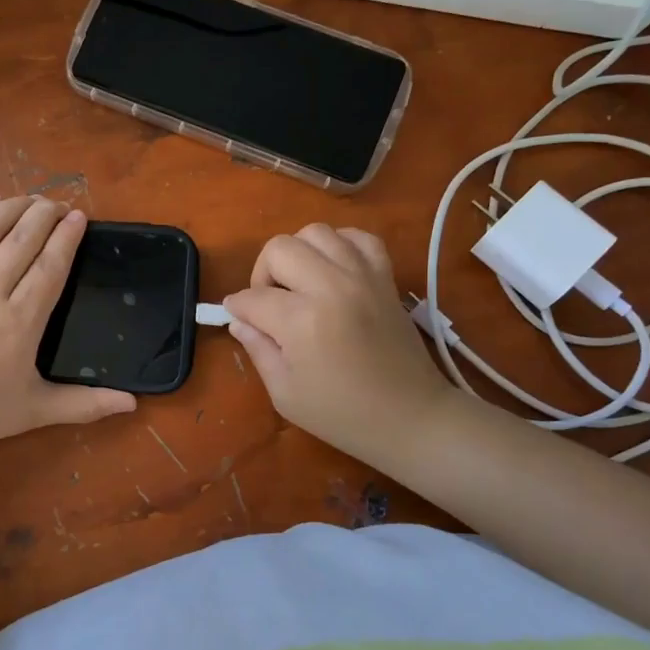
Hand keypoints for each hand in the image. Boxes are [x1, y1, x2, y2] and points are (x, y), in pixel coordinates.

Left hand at [0, 195, 136, 448]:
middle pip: (22, 238)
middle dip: (45, 214)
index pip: (50, 266)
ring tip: (32, 199)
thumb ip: (85, 404)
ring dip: (13, 207)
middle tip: (61, 203)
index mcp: (20, 322)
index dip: (66, 237)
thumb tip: (133, 404)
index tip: (79, 217)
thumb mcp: (36, 411)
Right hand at [222, 224, 451, 461]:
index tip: (237, 317)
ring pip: (316, 232)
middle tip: (269, 302)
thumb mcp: (285, 393)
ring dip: (298, 253)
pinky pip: (359, 237)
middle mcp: (331, 287)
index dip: (238, 308)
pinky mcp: (385, 276)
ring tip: (300, 283)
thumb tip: (239, 321)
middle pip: (279, 249)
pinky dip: (340, 245)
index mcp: (302, 321)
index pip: (253, 298)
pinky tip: (334, 269)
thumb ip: (258, 350)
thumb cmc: (342, 415)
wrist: (411, 417)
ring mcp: (362, 276)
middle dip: (263, 273)